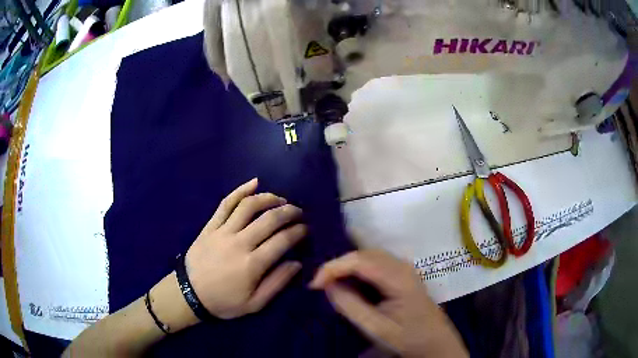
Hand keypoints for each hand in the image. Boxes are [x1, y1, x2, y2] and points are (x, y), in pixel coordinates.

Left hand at [186, 178, 305, 318]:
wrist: (190, 294)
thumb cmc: (224, 302)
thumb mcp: (254, 304)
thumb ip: (277, 283)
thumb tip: (297, 263)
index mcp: (252, 264)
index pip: (283, 240)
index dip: (299, 231)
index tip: (306, 229)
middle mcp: (239, 243)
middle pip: (269, 219)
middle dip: (289, 212)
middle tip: (298, 212)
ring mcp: (223, 231)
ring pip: (249, 206)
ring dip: (269, 198)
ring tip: (281, 200)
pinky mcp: (210, 226)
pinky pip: (226, 203)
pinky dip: (240, 191)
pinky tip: (254, 182)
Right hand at [310, 250, 467, 357]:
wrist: (434, 343)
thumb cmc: (407, 338)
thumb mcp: (375, 327)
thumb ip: (350, 305)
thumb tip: (327, 285)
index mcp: (399, 277)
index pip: (360, 260)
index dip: (333, 267)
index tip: (314, 284)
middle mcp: (402, 266)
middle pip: (364, 253)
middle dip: (338, 264)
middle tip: (319, 282)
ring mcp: (404, 268)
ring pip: (369, 255)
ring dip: (347, 264)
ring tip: (328, 279)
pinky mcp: (402, 275)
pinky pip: (375, 263)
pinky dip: (357, 268)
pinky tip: (347, 277)